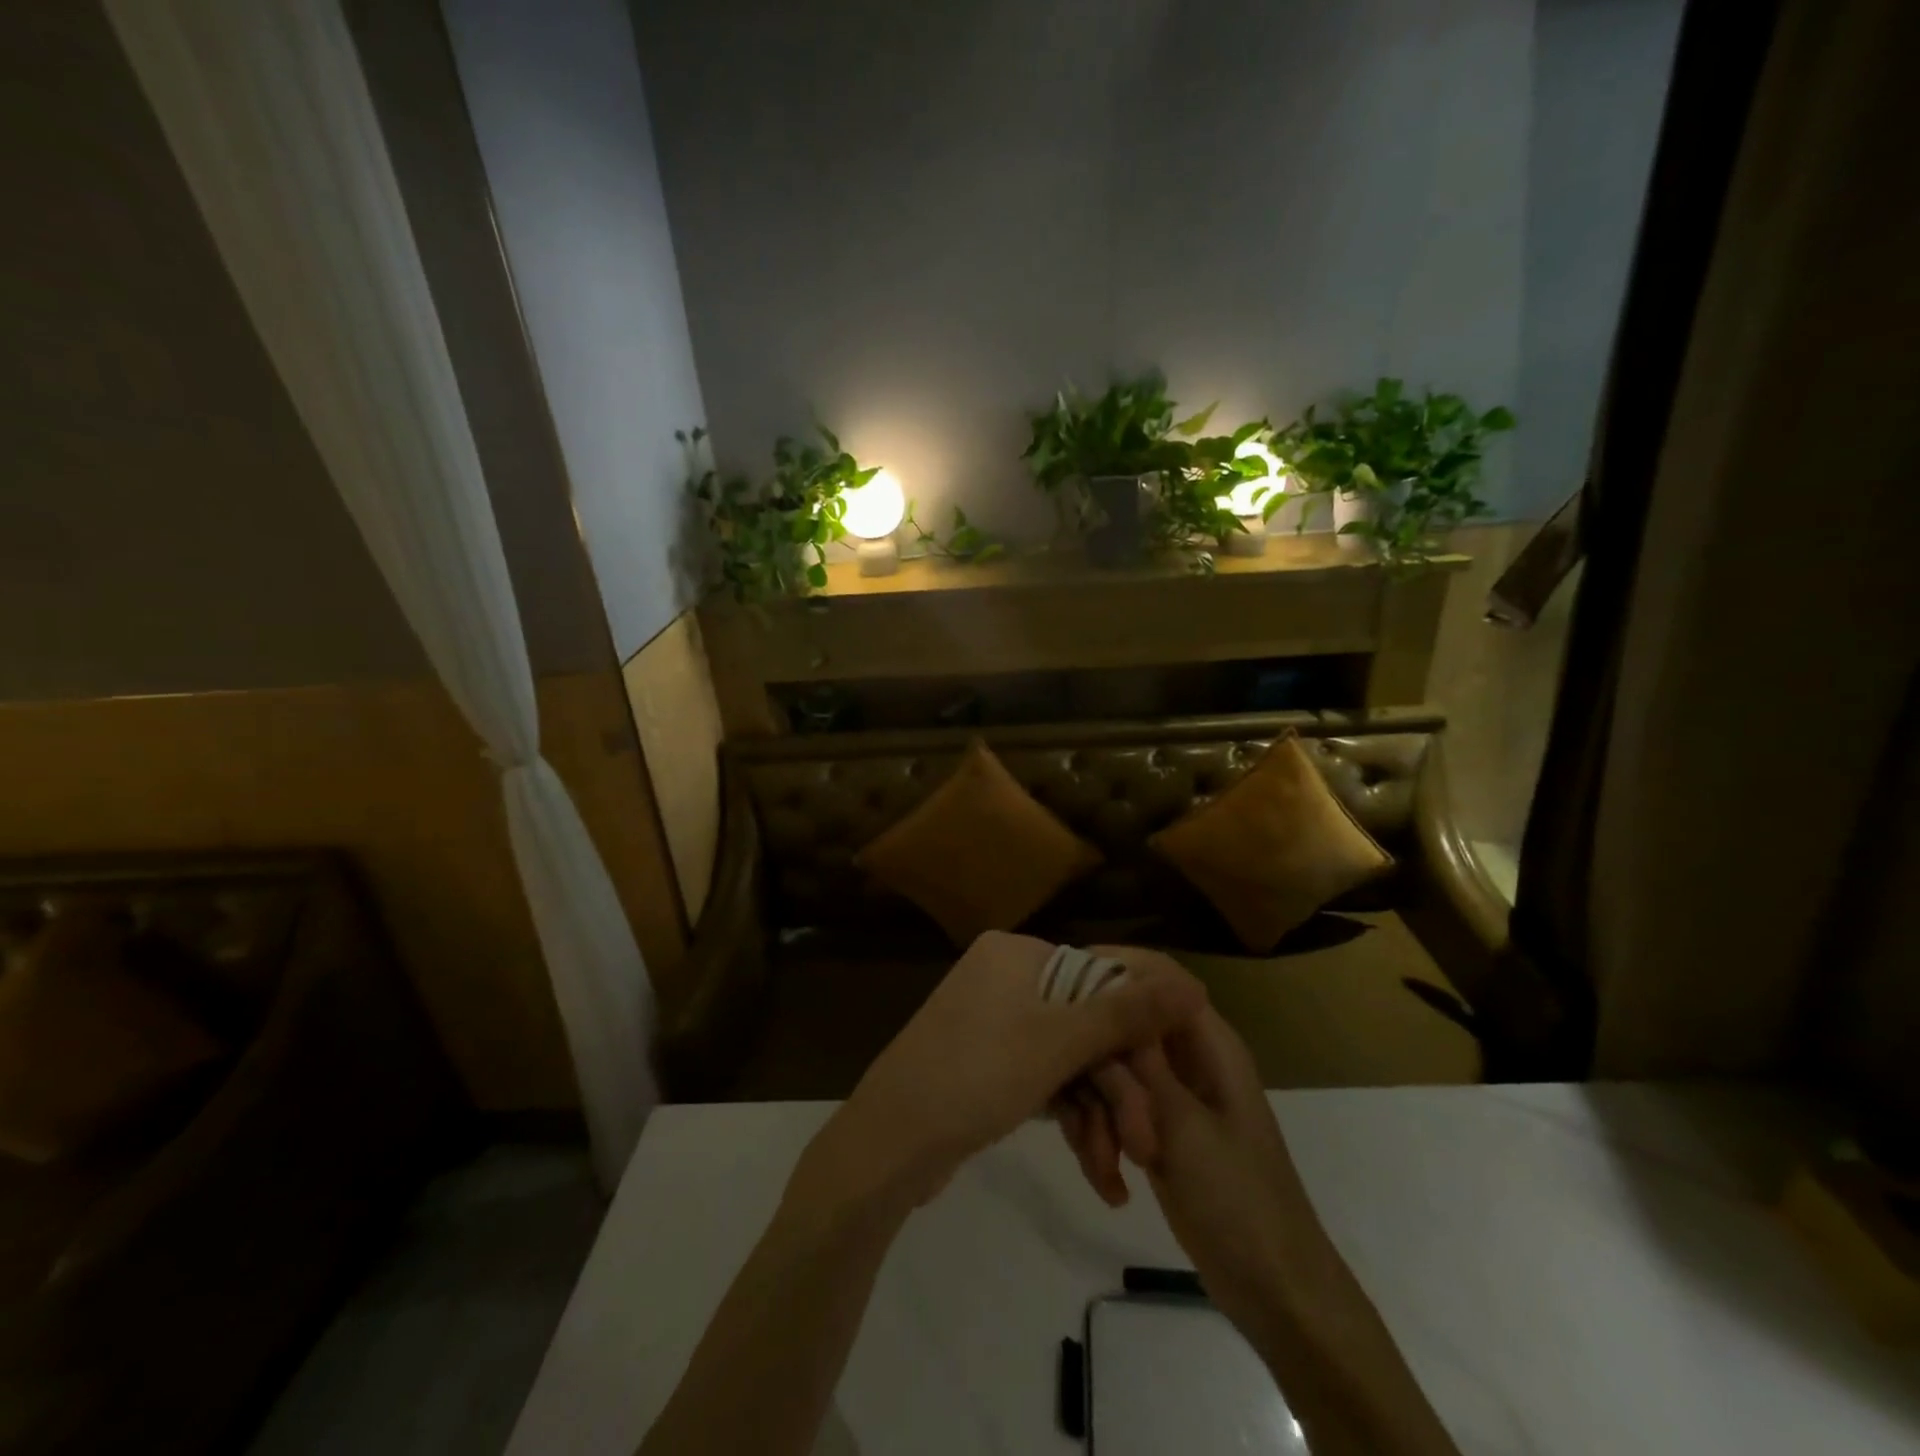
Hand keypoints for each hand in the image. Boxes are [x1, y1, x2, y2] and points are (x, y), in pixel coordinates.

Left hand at [794, 932, 1206, 1216]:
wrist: (888, 1146)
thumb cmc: (976, 1076)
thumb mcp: (1059, 1044)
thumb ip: (1128, 1013)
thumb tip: (1193, 983)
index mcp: (1016, 954)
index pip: (1100, 977)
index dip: (1137, 1032)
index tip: (1167, 1083)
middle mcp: (1004, 977)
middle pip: (1085, 1025)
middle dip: (1117, 1089)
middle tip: (1145, 1146)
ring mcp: (993, 1021)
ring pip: (1068, 1060)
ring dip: (1098, 1113)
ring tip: (1116, 1171)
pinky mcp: (987, 1063)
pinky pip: (1042, 1078)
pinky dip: (1068, 1116)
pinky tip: (1093, 1164)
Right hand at [1053, 949, 1325, 1339]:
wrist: (1273, 1291)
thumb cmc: (1238, 1200)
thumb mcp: (1183, 1125)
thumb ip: (1139, 1060)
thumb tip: (1107, 991)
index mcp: (1207, 1041)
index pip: (1155, 976)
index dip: (1111, 970)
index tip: (1063, 989)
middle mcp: (1185, 1057)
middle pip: (1120, 1027)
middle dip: (1096, 1072)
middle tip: (1090, 1119)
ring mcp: (1167, 1094)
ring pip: (1108, 1072)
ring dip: (1094, 1115)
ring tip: (1104, 1164)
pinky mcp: (1153, 1129)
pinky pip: (1110, 1110)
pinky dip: (1100, 1140)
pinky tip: (1109, 1183)